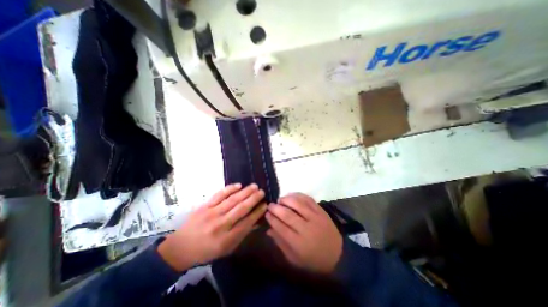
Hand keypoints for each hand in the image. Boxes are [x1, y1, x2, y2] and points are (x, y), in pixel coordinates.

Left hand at [158, 183, 266, 270]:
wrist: (181, 247)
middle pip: (241, 209)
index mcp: (227, 238)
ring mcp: (212, 213)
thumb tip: (256, 222)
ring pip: (232, 200)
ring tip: (254, 186)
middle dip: (254, 199)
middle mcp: (221, 224)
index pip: (247, 222)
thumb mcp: (227, 248)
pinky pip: (219, 195)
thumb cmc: (207, 250)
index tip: (265, 205)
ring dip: (245, 192)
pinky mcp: (205, 206)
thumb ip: (242, 234)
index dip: (257, 212)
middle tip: (262, 192)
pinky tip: (238, 185)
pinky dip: (229, 189)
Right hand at [266, 193, 340, 274]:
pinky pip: (308, 199)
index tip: (266, 214)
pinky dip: (298, 195)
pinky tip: (292, 196)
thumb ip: (280, 243)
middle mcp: (307, 228)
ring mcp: (315, 218)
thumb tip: (268, 229)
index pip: (281, 227)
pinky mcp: (321, 211)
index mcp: (299, 243)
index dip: (272, 219)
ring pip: (298, 204)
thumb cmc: (313, 260)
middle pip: (288, 214)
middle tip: (270, 205)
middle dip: (276, 208)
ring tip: (280, 200)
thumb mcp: (294, 258)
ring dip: (286, 199)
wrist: (338, 255)